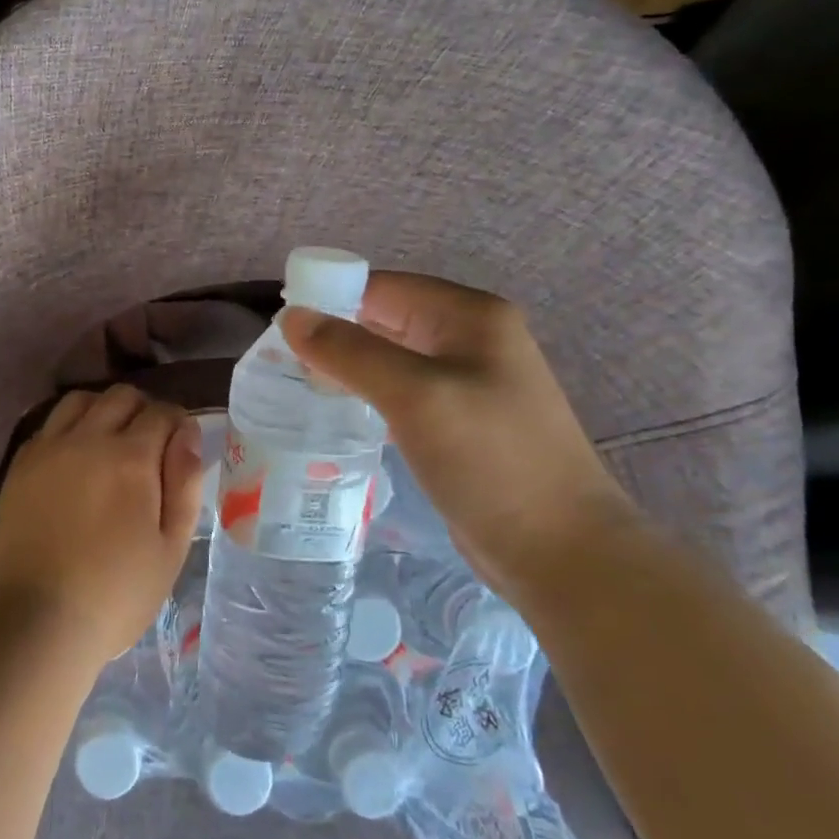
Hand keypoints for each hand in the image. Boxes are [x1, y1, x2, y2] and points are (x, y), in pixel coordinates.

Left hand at [0, 386, 203, 668]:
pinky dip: (69, 428)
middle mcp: (87, 439)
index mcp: (130, 458)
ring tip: (110, 444)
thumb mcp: (171, 548)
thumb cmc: (115, 594)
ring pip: (81, 400)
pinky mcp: (20, 465)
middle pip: (122, 396)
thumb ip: (185, 484)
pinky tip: (75, 459)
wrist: (36, 621)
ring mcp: (48, 448)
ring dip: (103, 411)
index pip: (162, 412)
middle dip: (144, 411)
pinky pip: (50, 424)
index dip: (178, 423)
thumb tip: (188, 435)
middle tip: (149, 447)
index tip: (180, 447)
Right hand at [282, 273, 638, 603]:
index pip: (383, 287)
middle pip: (387, 318)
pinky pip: (402, 391)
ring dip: (348, 366)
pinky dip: (368, 394)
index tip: (279, 327)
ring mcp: (468, 381)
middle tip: (281, 360)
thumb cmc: (490, 460)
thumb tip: (292, 316)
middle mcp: (471, 338)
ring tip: (298, 384)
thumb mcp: (414, 396)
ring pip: (391, 357)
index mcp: (470, 316)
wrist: (560, 551)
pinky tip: (339, 412)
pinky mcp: (460, 420)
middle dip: (336, 334)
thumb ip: (350, 351)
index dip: (330, 299)